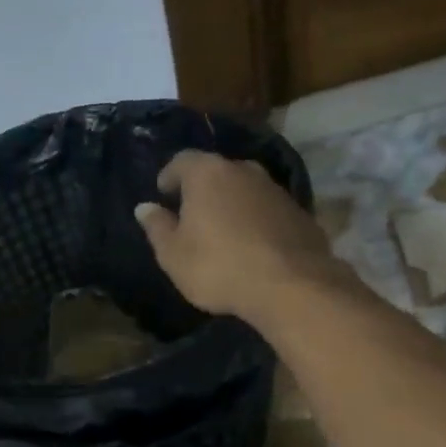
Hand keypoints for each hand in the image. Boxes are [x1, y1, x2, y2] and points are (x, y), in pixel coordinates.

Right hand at [134, 150, 336, 324]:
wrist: (291, 286)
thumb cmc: (218, 267)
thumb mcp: (173, 254)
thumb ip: (157, 227)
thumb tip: (145, 207)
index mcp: (207, 173)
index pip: (181, 160)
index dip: (169, 176)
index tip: (163, 195)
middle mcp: (244, 170)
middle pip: (216, 171)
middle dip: (202, 189)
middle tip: (191, 215)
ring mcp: (276, 189)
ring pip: (245, 189)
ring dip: (232, 204)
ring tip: (223, 232)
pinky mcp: (300, 212)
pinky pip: (267, 210)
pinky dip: (256, 220)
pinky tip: (252, 246)